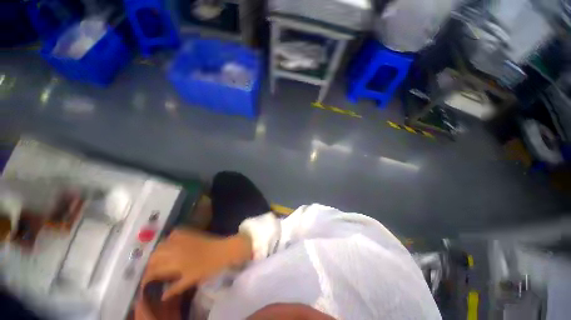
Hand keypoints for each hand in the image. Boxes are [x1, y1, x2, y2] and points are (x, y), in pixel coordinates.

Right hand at [142, 229, 251, 300]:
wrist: (222, 250)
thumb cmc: (207, 267)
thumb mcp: (190, 280)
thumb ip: (174, 288)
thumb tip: (161, 297)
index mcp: (174, 262)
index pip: (153, 270)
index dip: (147, 276)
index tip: (145, 281)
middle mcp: (174, 249)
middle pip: (154, 256)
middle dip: (150, 264)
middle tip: (152, 270)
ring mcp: (181, 238)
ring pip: (161, 244)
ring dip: (157, 252)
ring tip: (159, 259)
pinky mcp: (188, 232)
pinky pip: (173, 234)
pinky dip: (168, 239)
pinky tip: (170, 244)